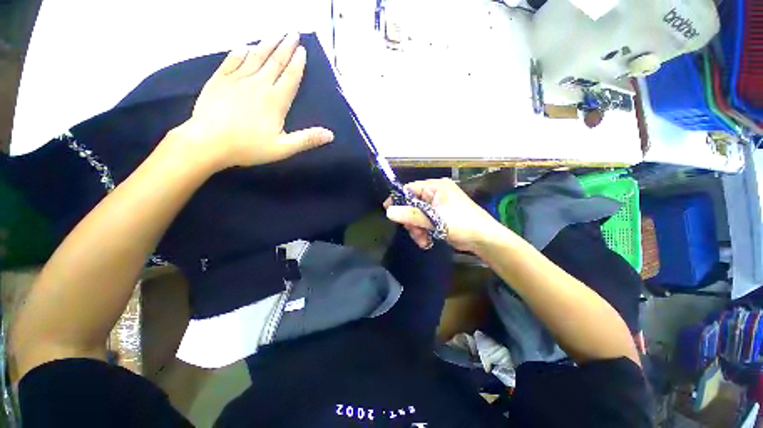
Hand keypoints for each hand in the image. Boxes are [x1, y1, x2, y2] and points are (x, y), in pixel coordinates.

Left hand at [173, 33, 333, 170]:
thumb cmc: (249, 147)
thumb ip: (307, 139)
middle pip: (274, 62)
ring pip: (255, 57)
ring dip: (266, 44)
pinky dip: (239, 52)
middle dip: (285, 47)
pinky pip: (231, 61)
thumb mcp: (283, 148)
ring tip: (275, 33)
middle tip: (292, 33)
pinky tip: (245, 46)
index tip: (302, 50)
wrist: (208, 143)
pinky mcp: (219, 81)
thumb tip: (330, 135)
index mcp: (275, 101)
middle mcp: (258, 85)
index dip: (297, 64)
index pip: (290, 77)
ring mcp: (236, 80)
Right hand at [384, 178, 508, 251]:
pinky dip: (423, 232)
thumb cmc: (461, 224)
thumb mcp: (434, 219)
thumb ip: (410, 215)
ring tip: (422, 240)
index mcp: (436, 187)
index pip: (410, 188)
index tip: (388, 210)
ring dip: (417, 229)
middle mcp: (435, 194)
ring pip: (416, 216)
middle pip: (412, 204)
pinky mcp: (439, 217)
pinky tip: (427, 242)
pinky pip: (424, 222)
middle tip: (413, 231)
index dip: (398, 199)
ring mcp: (437, 206)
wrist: (484, 239)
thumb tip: (388, 211)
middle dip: (411, 220)